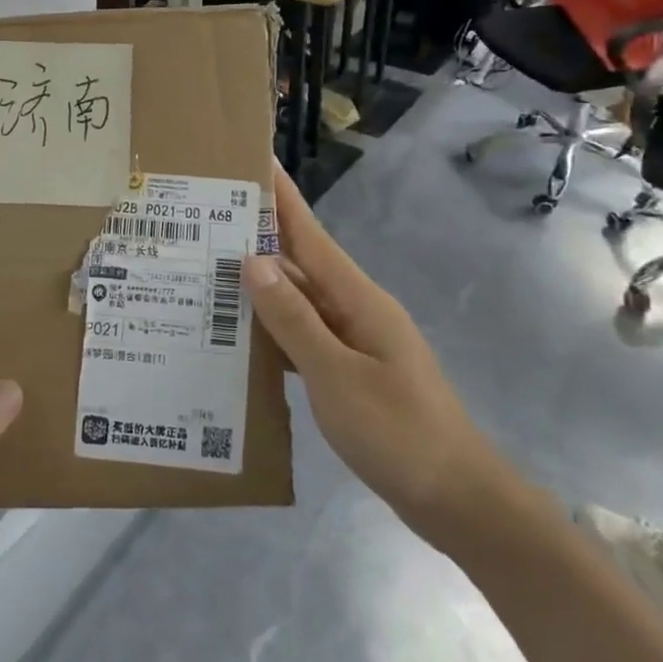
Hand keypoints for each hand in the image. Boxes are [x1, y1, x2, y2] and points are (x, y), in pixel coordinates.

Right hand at [243, 168, 507, 546]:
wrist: (458, 500)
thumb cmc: (398, 433)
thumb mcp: (337, 376)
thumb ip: (293, 319)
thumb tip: (253, 260)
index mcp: (357, 298)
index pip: (310, 234)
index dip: (281, 198)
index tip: (253, 161)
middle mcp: (355, 308)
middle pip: (300, 264)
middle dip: (257, 239)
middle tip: (204, 223)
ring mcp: (356, 341)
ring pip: (299, 302)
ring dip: (261, 287)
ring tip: (210, 273)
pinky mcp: (352, 371)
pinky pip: (305, 336)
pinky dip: (275, 330)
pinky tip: (242, 337)